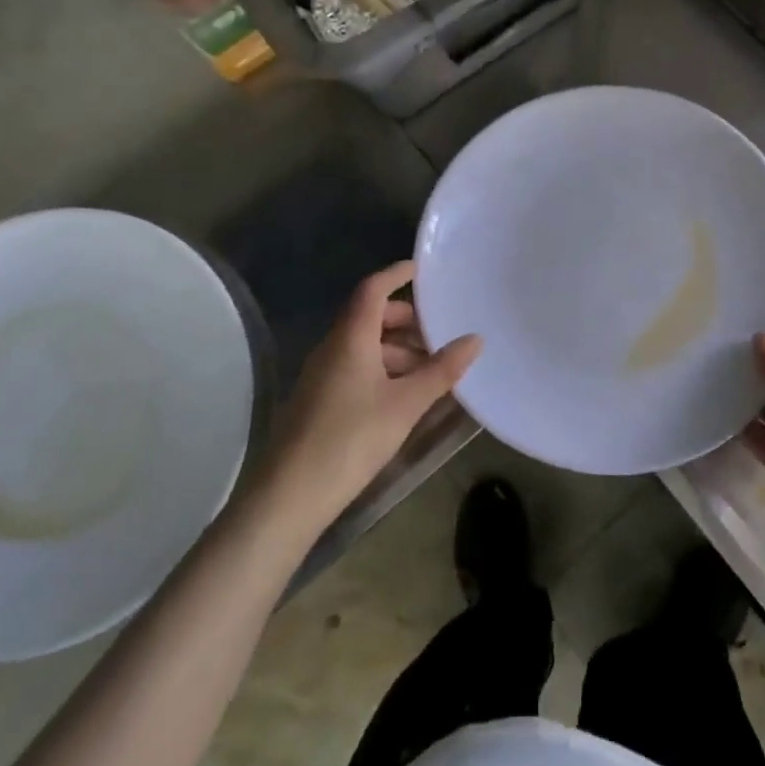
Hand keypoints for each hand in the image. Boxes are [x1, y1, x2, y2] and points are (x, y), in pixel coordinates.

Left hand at [259, 261, 481, 529]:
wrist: (289, 496)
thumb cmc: (351, 439)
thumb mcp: (406, 404)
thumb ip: (441, 371)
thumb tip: (475, 339)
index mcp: (351, 337)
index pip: (373, 289)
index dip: (396, 274)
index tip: (422, 269)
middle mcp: (333, 347)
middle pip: (370, 317)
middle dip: (405, 320)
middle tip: (438, 334)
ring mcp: (322, 375)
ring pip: (364, 346)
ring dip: (397, 350)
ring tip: (430, 373)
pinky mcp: (318, 400)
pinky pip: (355, 368)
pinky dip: (383, 370)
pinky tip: (404, 397)